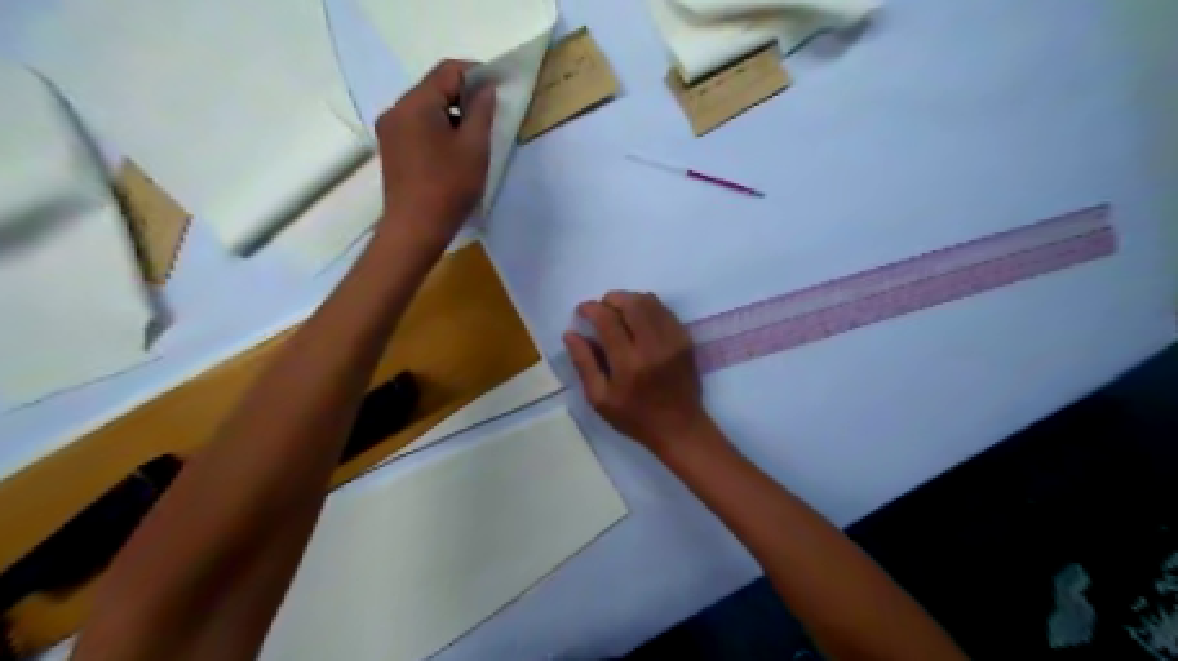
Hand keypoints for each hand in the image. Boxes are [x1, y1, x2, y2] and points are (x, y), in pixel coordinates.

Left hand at [378, 59, 495, 248]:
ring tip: (473, 139)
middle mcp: (396, 110)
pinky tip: (453, 153)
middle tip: (490, 117)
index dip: (476, 73)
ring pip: (426, 109)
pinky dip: (438, 130)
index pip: (448, 71)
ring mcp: (390, 131)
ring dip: (451, 115)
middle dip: (464, 97)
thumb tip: (485, 88)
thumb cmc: (449, 188)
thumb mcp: (474, 148)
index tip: (499, 89)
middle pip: (434, 88)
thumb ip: (481, 111)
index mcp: (415, 104)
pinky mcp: (391, 150)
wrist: (415, 229)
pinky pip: (417, 127)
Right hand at [561, 292, 707, 452]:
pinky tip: (639, 321)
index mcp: (628, 363)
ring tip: (619, 313)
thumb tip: (570, 334)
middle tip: (601, 310)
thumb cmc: (634, 417)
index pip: (608, 320)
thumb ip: (584, 363)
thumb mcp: (600, 398)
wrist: (679, 427)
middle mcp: (653, 346)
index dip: (591, 308)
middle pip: (632, 303)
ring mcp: (673, 340)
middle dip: (611, 299)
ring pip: (650, 302)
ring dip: (630, 300)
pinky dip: (648, 308)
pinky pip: (665, 311)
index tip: (582, 311)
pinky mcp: (685, 339)